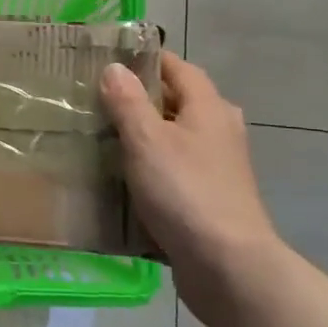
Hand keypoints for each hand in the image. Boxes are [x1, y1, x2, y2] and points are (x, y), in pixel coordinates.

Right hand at [100, 53, 279, 302]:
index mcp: (208, 107)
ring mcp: (220, 167)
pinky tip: (126, 181)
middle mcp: (220, 130)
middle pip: (178, 102)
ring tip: (106, 140)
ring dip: (147, 136)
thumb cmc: (185, 191)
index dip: (146, 60)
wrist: (227, 266)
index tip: (109, 61)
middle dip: (142, 99)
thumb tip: (114, 67)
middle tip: (100, 103)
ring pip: (177, 138)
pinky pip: (178, 171)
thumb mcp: (146, 140)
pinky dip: (155, 169)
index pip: (178, 67)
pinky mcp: (212, 198)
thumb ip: (128, 102)